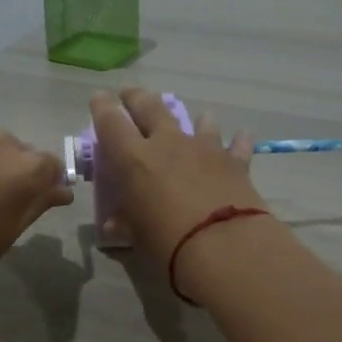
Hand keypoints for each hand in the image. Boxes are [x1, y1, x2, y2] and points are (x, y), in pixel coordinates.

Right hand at [89, 88, 265, 266]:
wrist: (225, 247)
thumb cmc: (168, 244)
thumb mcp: (137, 237)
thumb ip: (126, 224)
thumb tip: (114, 225)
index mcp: (134, 160)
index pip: (111, 122)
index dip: (102, 107)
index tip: (99, 98)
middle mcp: (168, 144)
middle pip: (149, 107)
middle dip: (137, 97)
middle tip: (130, 94)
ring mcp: (204, 148)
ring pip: (197, 121)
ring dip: (194, 119)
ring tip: (197, 118)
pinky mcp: (235, 162)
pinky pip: (236, 144)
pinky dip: (237, 140)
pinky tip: (242, 136)